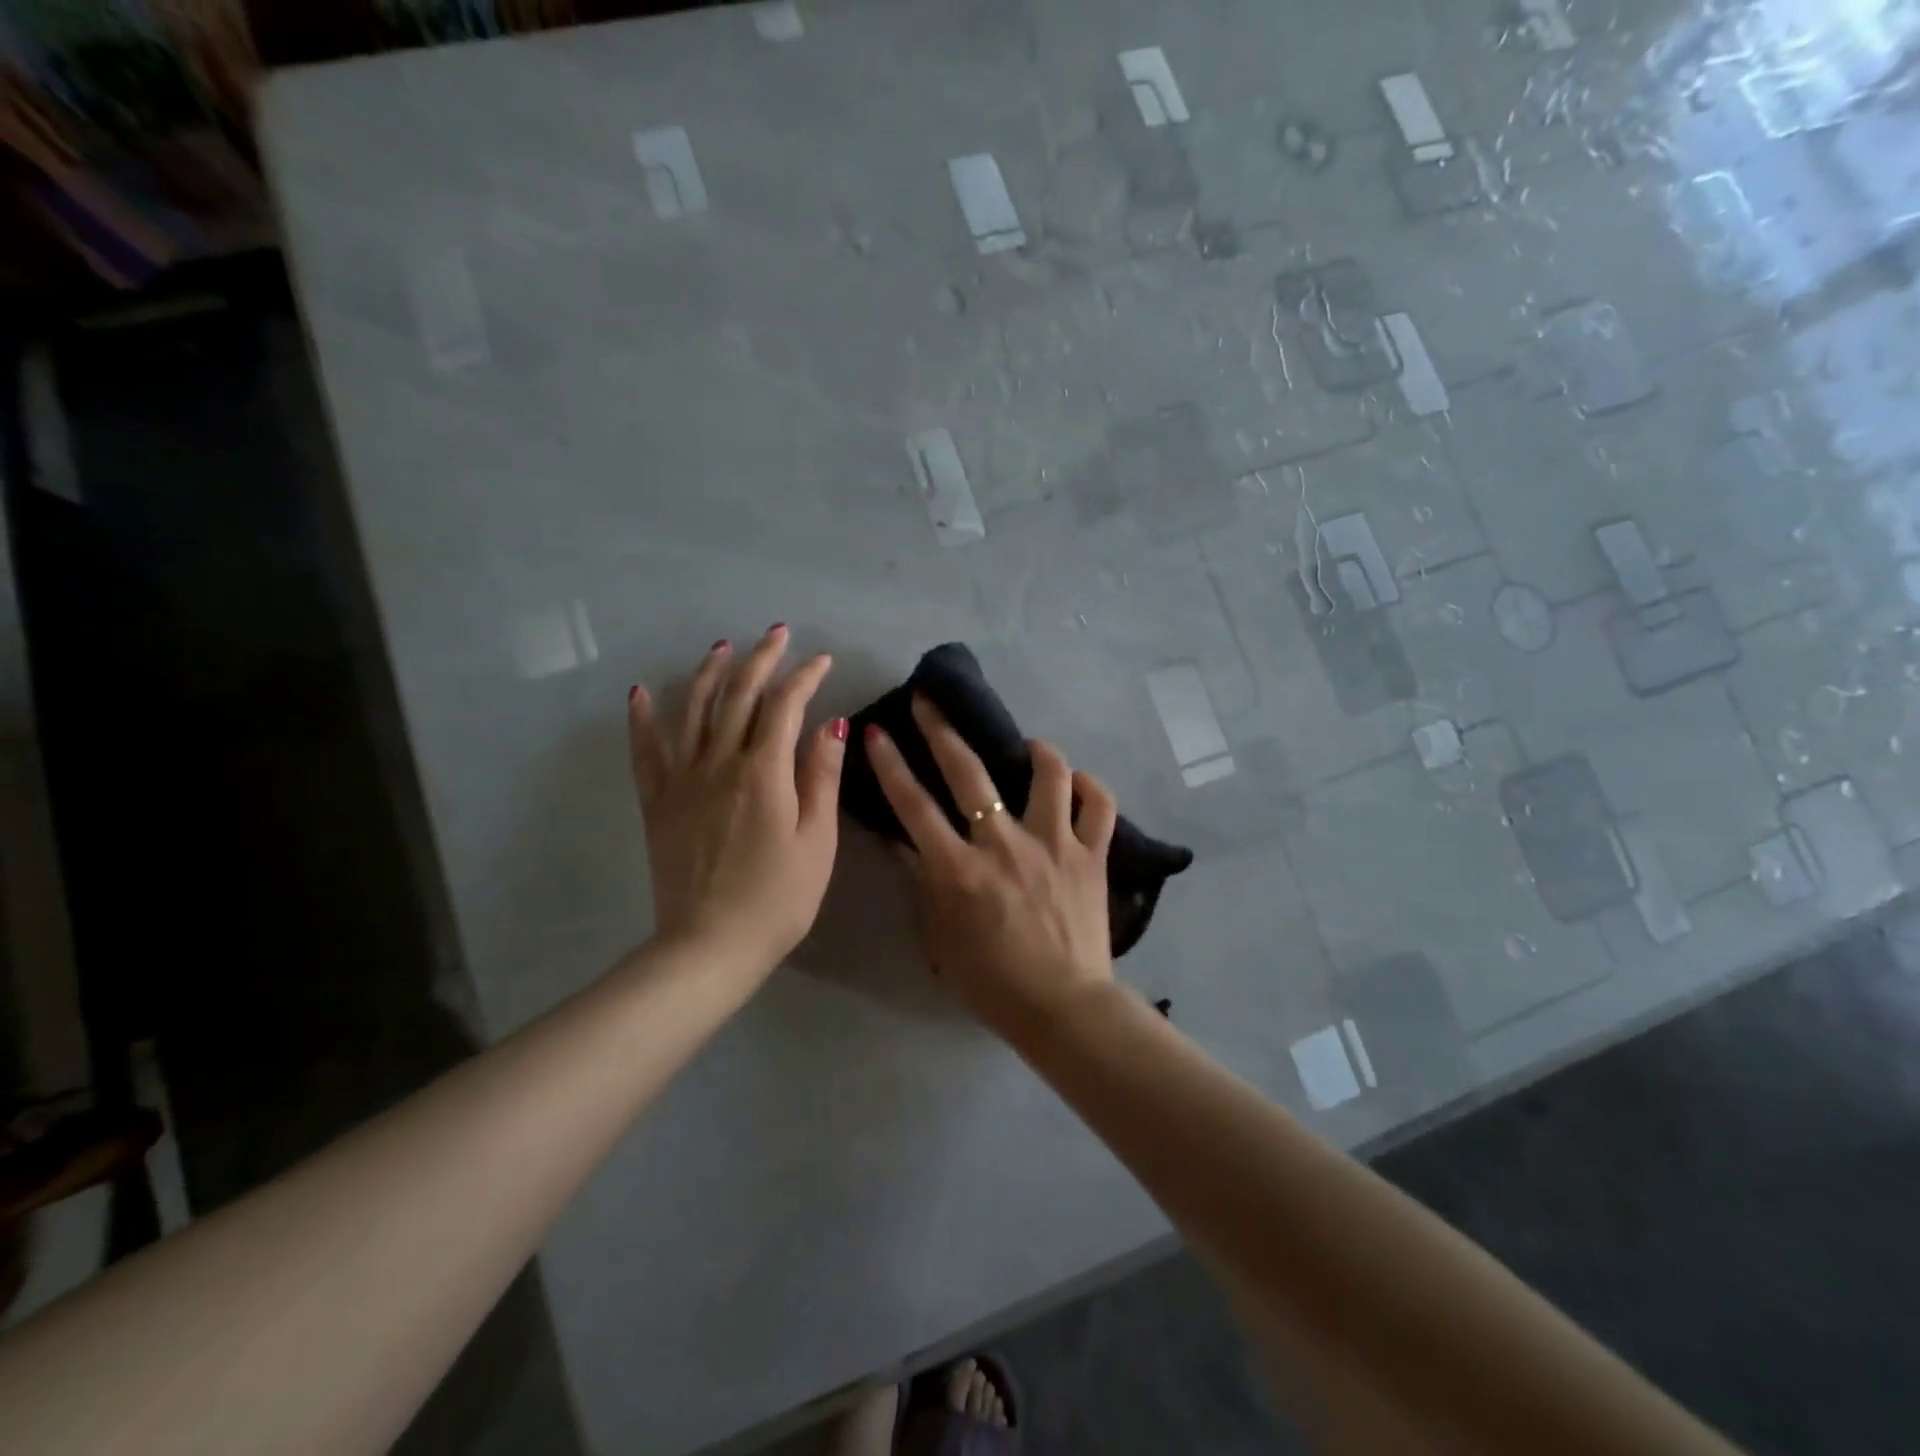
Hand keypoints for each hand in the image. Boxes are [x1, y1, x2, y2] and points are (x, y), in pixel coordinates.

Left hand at [628, 627, 845, 977]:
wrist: (709, 945)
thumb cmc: (778, 898)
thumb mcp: (817, 840)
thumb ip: (821, 778)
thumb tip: (831, 725)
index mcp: (764, 772)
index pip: (785, 706)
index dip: (804, 677)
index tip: (822, 661)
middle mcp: (720, 762)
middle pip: (738, 695)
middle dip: (760, 659)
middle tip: (776, 634)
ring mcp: (682, 780)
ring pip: (692, 710)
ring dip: (708, 673)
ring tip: (722, 648)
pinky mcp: (657, 802)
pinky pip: (646, 751)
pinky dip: (642, 719)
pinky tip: (640, 693)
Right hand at [865, 696, 1117, 1037]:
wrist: (1063, 1008)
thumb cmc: (992, 982)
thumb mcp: (940, 937)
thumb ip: (925, 885)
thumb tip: (908, 845)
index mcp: (960, 870)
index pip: (914, 806)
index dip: (891, 766)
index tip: (877, 732)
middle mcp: (1005, 845)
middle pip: (969, 775)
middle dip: (943, 731)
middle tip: (931, 700)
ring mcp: (1054, 845)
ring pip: (1049, 776)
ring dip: (1037, 751)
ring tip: (1029, 745)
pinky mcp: (1092, 857)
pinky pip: (1099, 808)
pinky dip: (1090, 789)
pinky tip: (1078, 783)